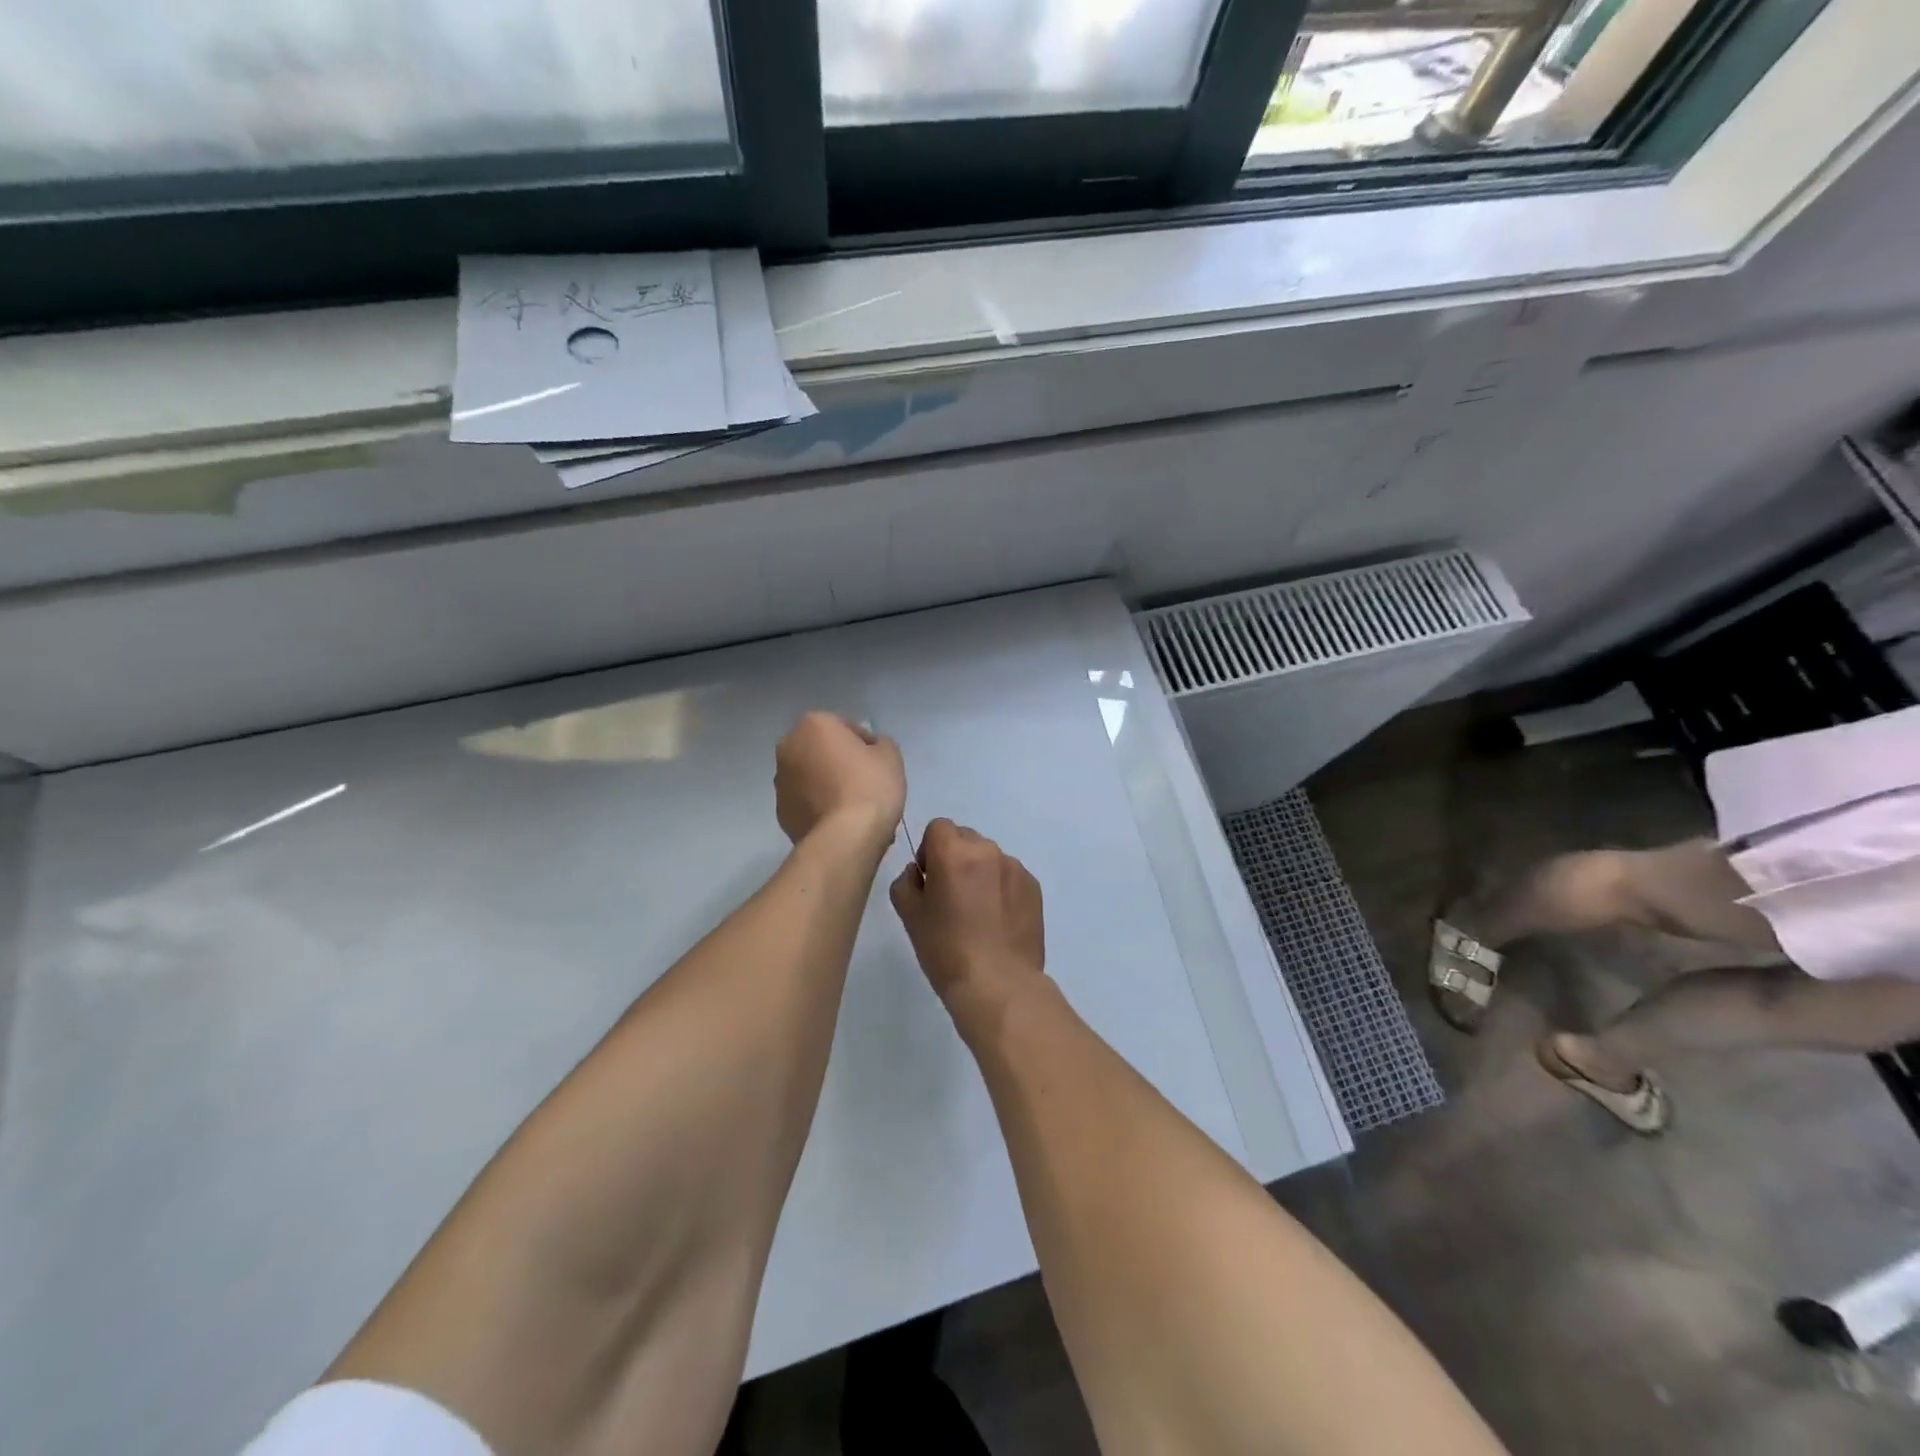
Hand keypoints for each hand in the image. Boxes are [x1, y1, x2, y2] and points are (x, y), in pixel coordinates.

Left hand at [774, 712, 905, 847]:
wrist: (845, 837)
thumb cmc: (870, 786)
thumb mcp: (890, 755)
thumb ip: (879, 743)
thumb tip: (870, 749)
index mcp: (813, 724)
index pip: (846, 726)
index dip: (865, 744)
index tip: (877, 763)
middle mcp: (788, 747)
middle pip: (822, 750)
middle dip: (839, 761)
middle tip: (864, 781)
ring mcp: (780, 781)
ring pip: (810, 776)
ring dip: (826, 783)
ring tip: (851, 805)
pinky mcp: (780, 811)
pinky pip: (805, 801)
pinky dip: (818, 805)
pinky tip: (838, 820)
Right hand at [890, 819, 1044, 1009]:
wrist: (998, 984)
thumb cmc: (946, 949)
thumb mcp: (909, 916)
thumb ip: (906, 882)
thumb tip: (919, 873)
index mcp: (954, 852)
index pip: (937, 828)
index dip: (929, 850)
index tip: (930, 880)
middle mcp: (987, 850)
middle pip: (965, 838)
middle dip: (955, 858)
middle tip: (951, 897)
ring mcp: (1015, 867)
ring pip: (989, 857)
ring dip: (979, 873)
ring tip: (978, 914)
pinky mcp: (1034, 887)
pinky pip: (1009, 875)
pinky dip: (1000, 888)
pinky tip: (997, 922)